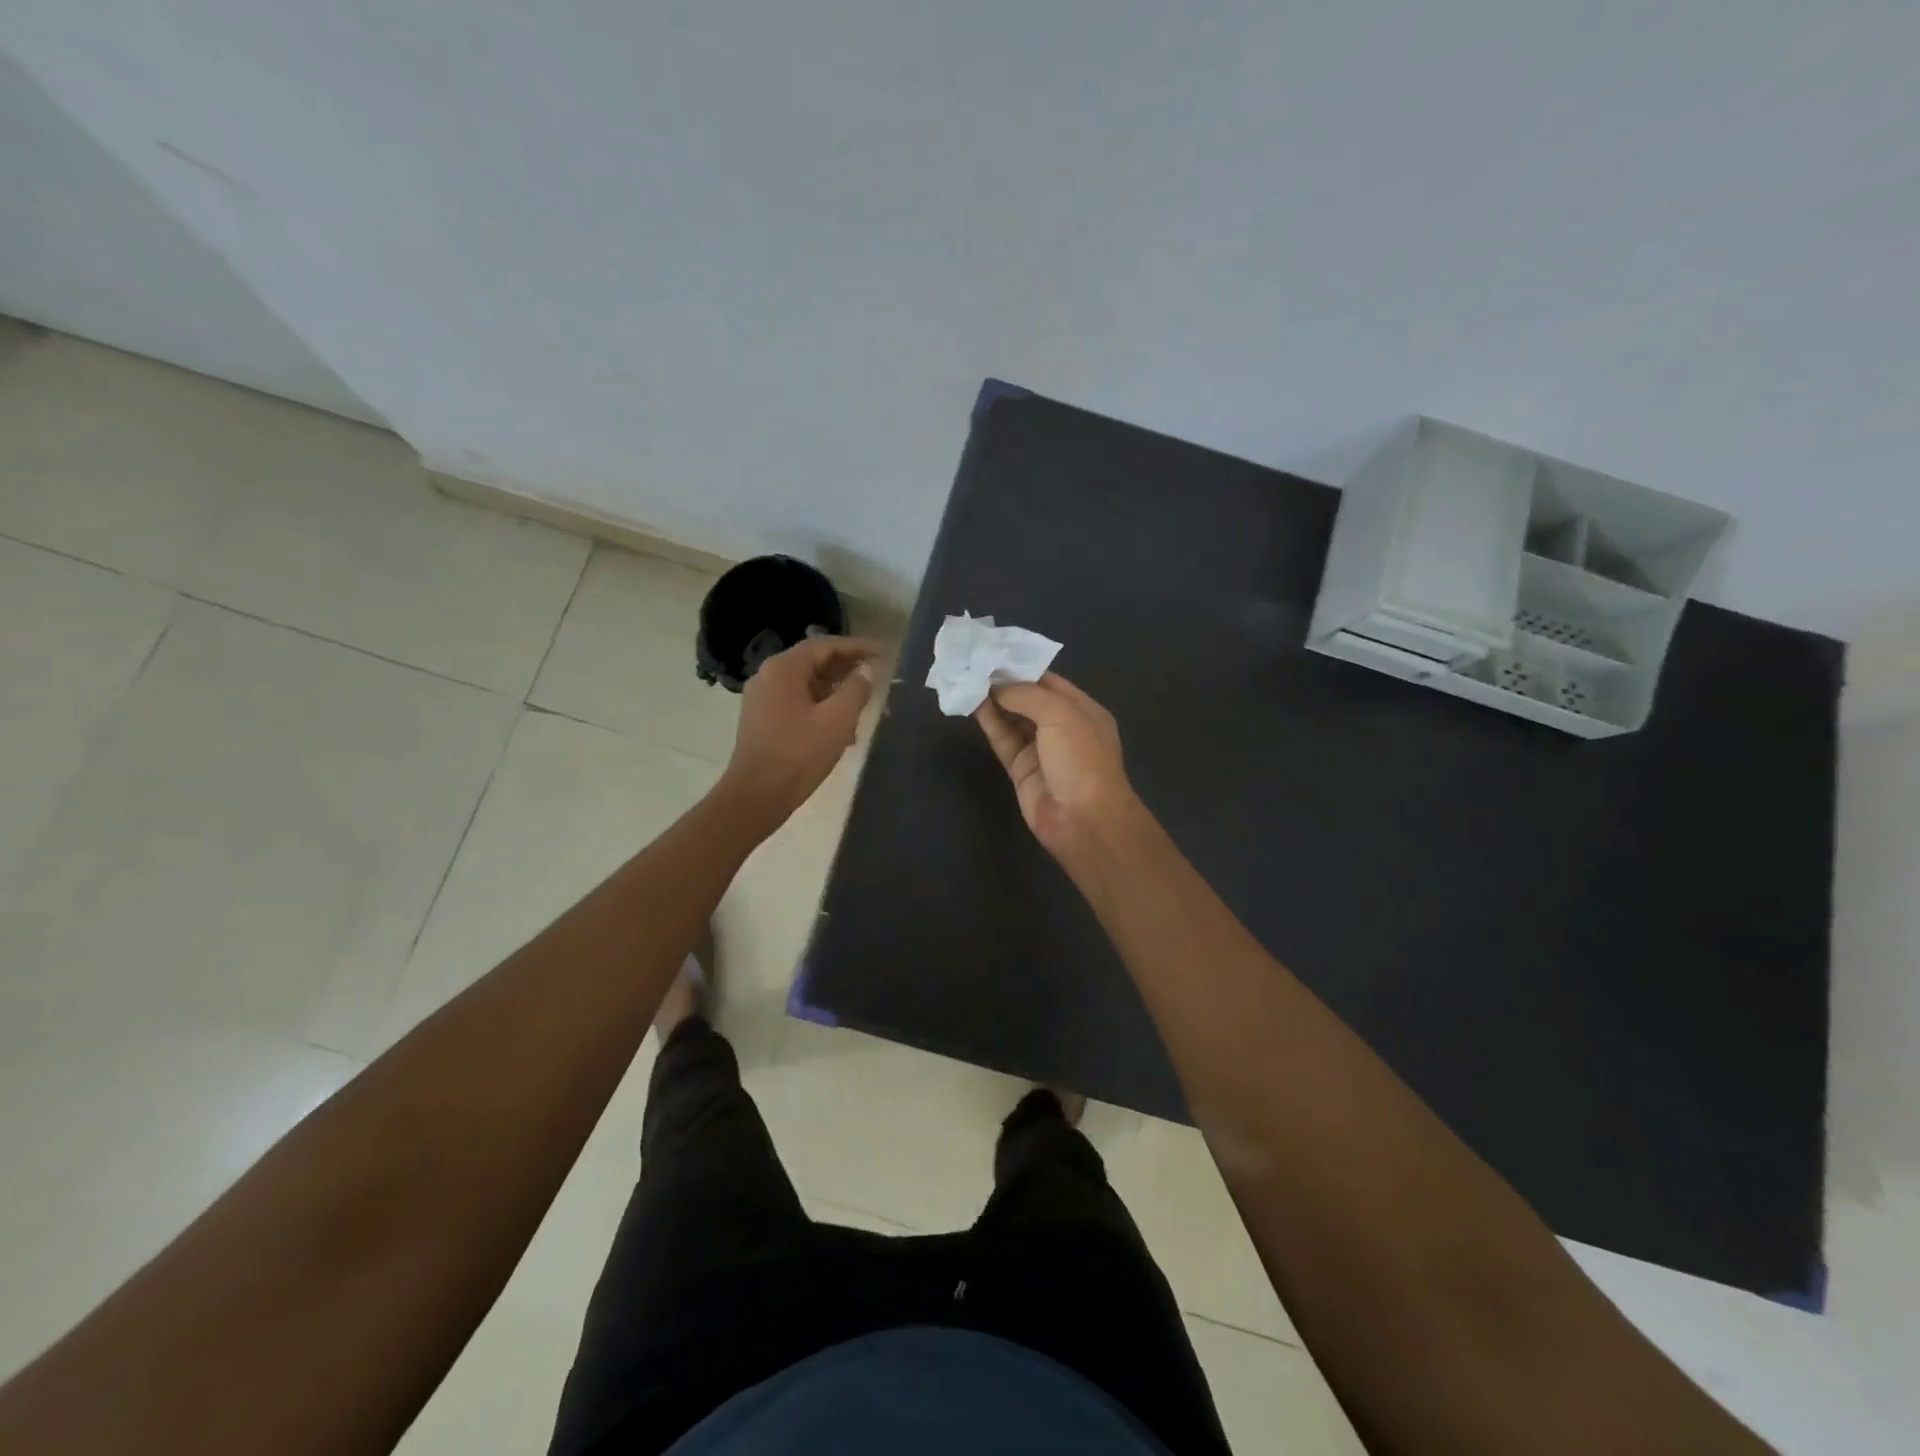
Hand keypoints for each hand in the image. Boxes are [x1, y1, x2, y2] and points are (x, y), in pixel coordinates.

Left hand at [720, 636, 879, 829]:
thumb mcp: (837, 719)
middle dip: (847, 668)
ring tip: (864, 703)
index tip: (883, 653)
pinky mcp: (763, 720)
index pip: (825, 645)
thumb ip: (856, 689)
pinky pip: (798, 702)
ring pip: (807, 684)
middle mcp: (769, 676)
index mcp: (784, 669)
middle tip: (877, 674)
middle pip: (814, 662)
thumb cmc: (799, 754)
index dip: (857, 647)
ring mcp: (763, 699)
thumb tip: (866, 669)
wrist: (757, 795)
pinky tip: (842, 728)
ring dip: (836, 690)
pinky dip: (821, 706)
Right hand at [975, 673, 1139, 866]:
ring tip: (966, 679)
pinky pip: (1003, 740)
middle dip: (1004, 683)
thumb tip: (997, 686)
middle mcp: (1063, 727)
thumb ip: (1027, 695)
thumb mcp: (1061, 715)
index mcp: (1082, 710)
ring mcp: (1041, 750)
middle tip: (972, 663)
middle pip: (1029, 699)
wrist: (1083, 819)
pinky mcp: (1021, 770)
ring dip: (992, 701)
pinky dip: (989, 723)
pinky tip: (972, 705)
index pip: (1049, 681)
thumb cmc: (1081, 759)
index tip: (993, 652)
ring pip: (1013, 719)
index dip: (1022, 667)